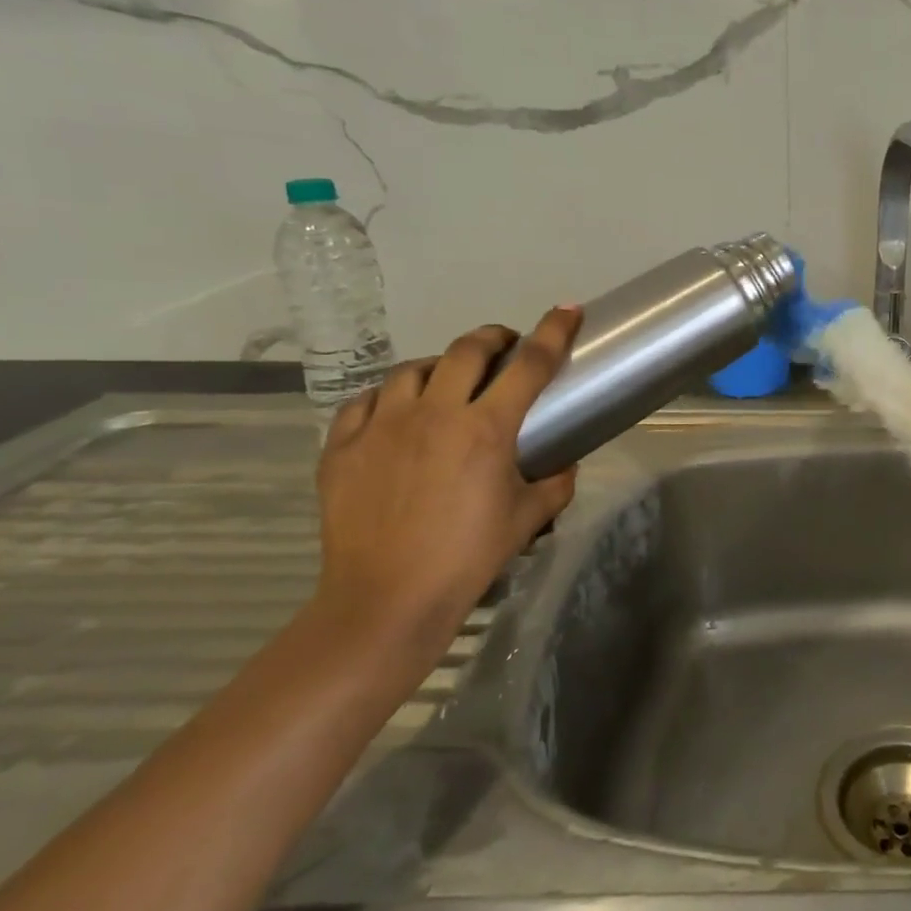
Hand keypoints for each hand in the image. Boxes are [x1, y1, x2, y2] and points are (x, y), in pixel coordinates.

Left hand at [313, 308, 580, 670]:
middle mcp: (434, 413)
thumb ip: (555, 483)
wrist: (387, 599)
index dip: (553, 333)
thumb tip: (563, 464)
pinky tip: (397, 413)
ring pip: (412, 369)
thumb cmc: (468, 557)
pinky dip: (389, 397)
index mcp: (486, 428)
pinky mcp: (343, 446)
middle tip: (505, 347)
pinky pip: (365, 401)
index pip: (529, 365)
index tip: (567, 311)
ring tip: (448, 382)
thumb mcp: (528, 519)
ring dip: (439, 366)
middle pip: (466, 350)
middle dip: (493, 338)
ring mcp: (382, 426)